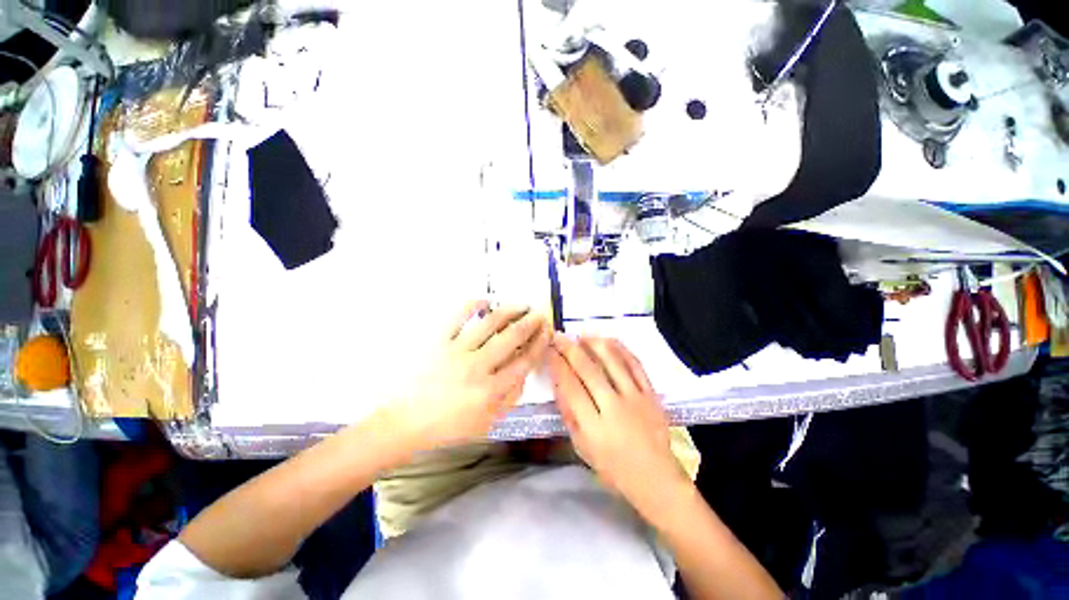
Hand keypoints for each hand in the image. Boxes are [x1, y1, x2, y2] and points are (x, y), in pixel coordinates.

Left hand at [390, 301, 550, 450]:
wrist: (405, 422)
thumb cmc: (448, 426)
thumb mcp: (486, 422)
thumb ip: (509, 398)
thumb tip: (524, 373)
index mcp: (490, 390)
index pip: (524, 361)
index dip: (539, 344)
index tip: (547, 332)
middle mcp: (477, 367)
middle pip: (511, 338)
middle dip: (530, 323)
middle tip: (539, 314)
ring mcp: (456, 351)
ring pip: (489, 323)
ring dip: (508, 311)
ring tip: (520, 304)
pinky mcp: (437, 341)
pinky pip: (457, 317)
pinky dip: (472, 304)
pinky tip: (485, 299)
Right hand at [548, 334, 690, 517]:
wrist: (656, 478)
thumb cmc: (613, 468)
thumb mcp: (582, 448)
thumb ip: (569, 415)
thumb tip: (558, 383)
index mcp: (594, 427)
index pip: (571, 387)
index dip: (558, 365)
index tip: (549, 350)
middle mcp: (614, 408)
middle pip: (589, 370)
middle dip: (570, 349)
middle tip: (560, 335)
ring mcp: (636, 398)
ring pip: (613, 361)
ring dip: (595, 343)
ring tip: (582, 334)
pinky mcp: (652, 394)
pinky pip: (635, 365)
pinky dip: (621, 349)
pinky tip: (609, 340)